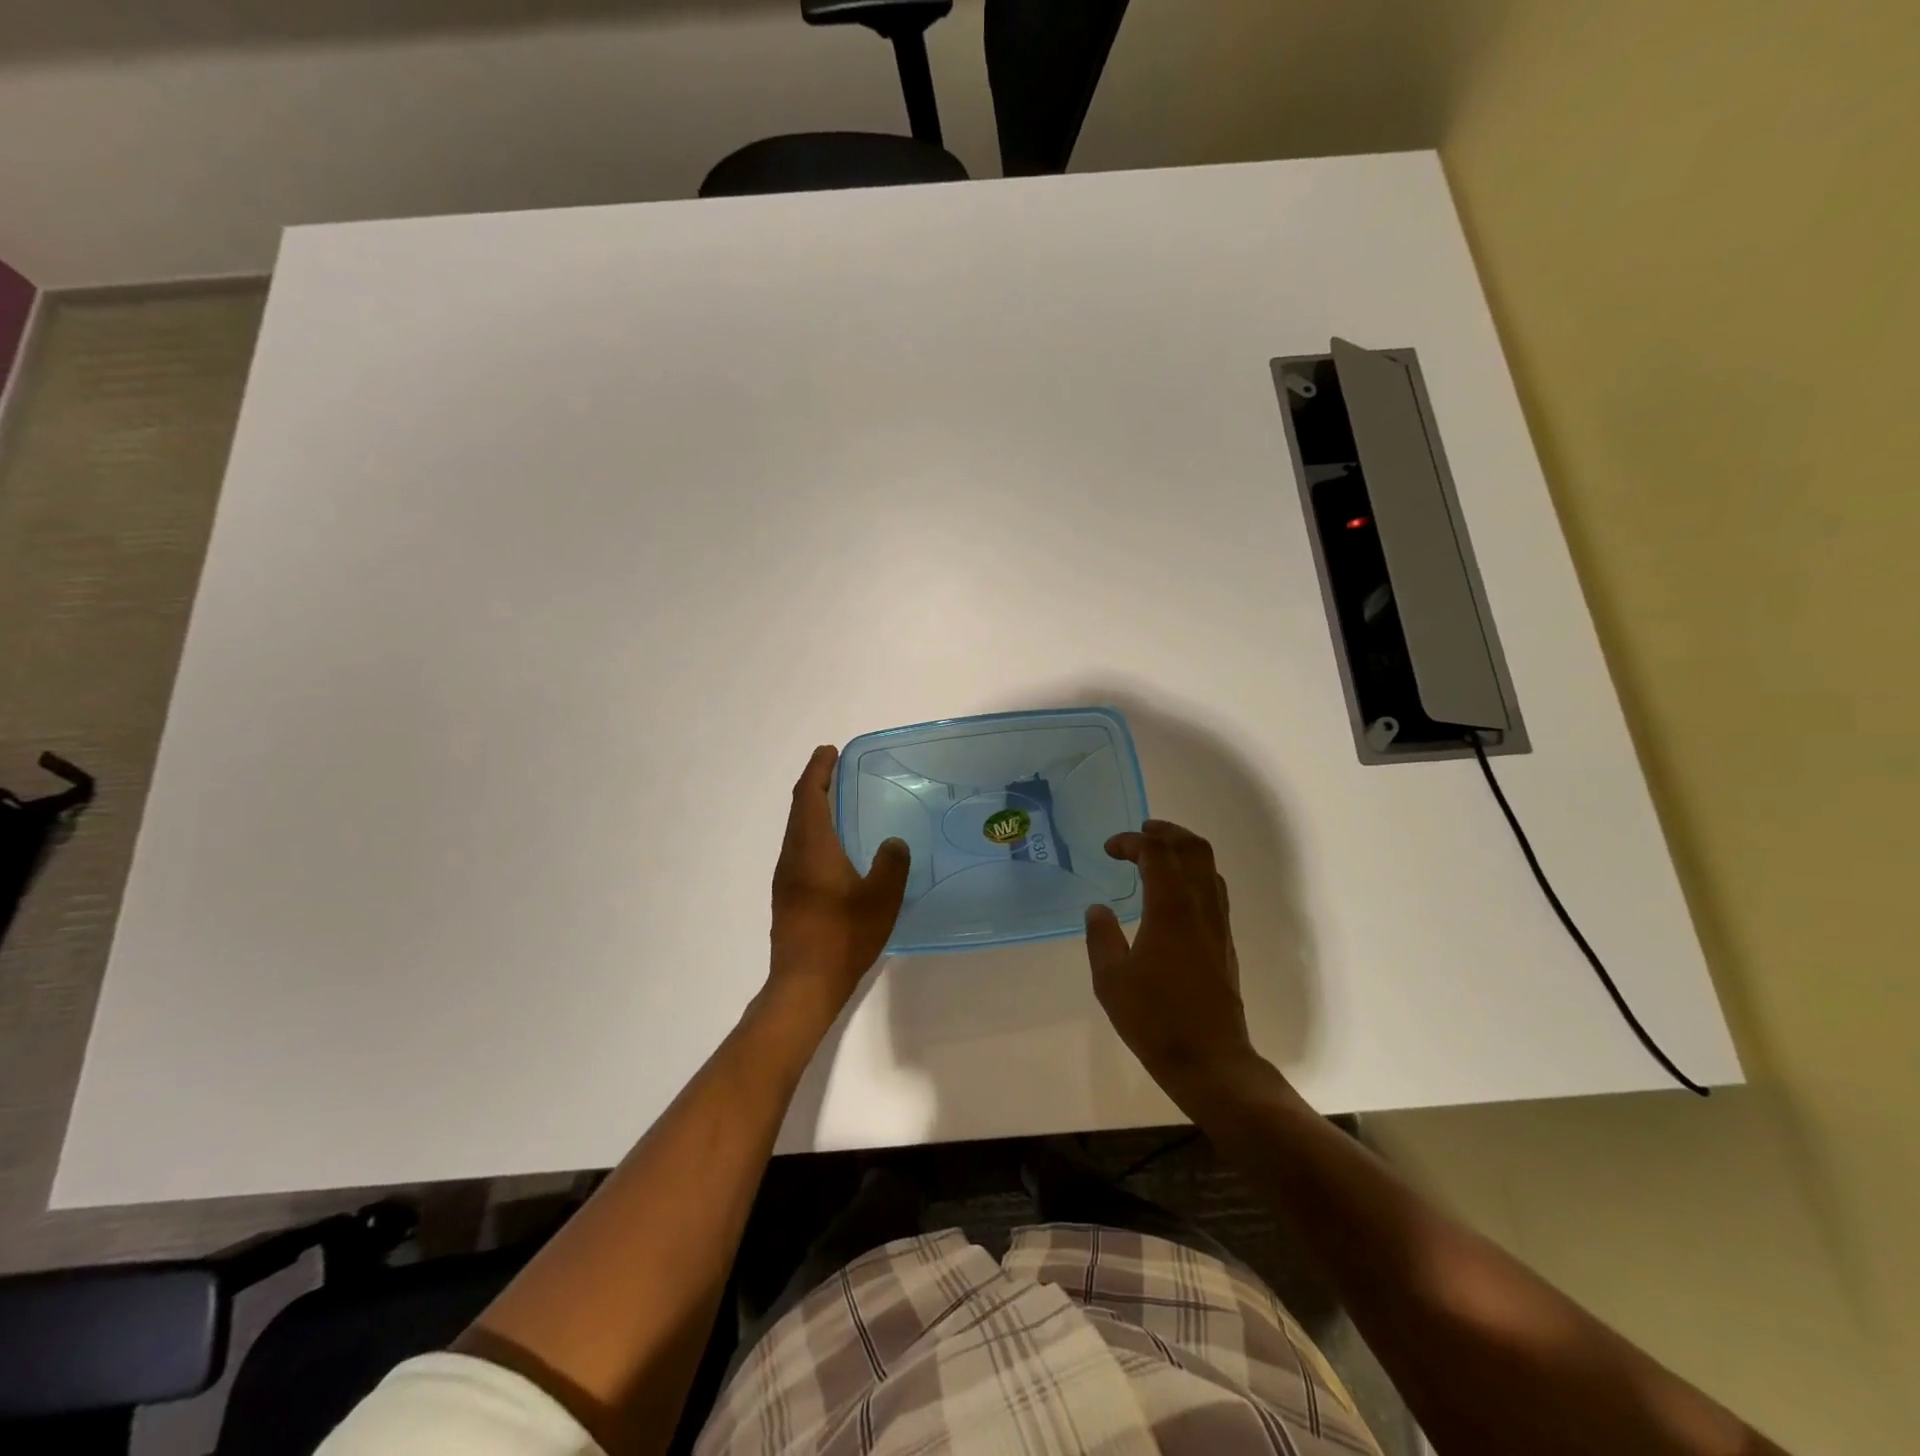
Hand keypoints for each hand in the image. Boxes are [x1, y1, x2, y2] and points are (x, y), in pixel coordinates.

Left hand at [768, 745, 910, 1017]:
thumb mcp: (881, 897)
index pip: (809, 795)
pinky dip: (813, 834)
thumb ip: (891, 863)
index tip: (830, 750)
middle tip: (835, 769)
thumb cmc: (844, 935)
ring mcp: (785, 879)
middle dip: (814, 785)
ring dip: (813, 810)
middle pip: (799, 809)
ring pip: (797, 831)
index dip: (818, 770)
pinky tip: (834, 849)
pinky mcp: (787, 898)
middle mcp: (792, 856)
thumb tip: (893, 842)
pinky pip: (799, 851)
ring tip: (837, 803)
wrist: (804, 985)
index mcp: (812, 847)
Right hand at [1086, 819, 1262, 1103]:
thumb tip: (1098, 909)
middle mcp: (1200, 907)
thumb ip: (1101, 937)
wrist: (1210, 1060)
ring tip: (1157, 856)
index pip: (1156, 852)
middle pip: (1193, 848)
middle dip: (1167, 832)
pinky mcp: (1225, 942)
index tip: (1110, 849)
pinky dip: (1194, 874)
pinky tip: (1174, 893)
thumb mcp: (1110, 980)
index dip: (1132, 841)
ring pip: (1210, 867)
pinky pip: (1214, 890)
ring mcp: (1218, 924)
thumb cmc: (1154, 1019)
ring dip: (1184, 851)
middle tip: (1141, 833)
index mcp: (1170, 909)